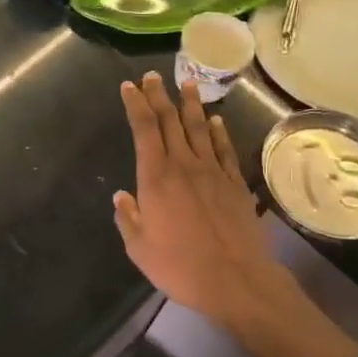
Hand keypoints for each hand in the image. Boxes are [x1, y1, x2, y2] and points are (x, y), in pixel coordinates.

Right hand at [113, 73, 287, 326]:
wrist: (236, 280)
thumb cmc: (180, 267)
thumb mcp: (140, 249)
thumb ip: (128, 219)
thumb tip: (121, 197)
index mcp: (156, 179)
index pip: (144, 130)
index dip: (136, 105)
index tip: (129, 87)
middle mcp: (184, 166)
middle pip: (170, 121)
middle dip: (158, 96)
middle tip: (152, 76)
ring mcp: (213, 172)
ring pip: (199, 128)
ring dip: (190, 104)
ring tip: (185, 83)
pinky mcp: (235, 183)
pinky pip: (224, 149)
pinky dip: (218, 132)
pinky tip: (215, 121)